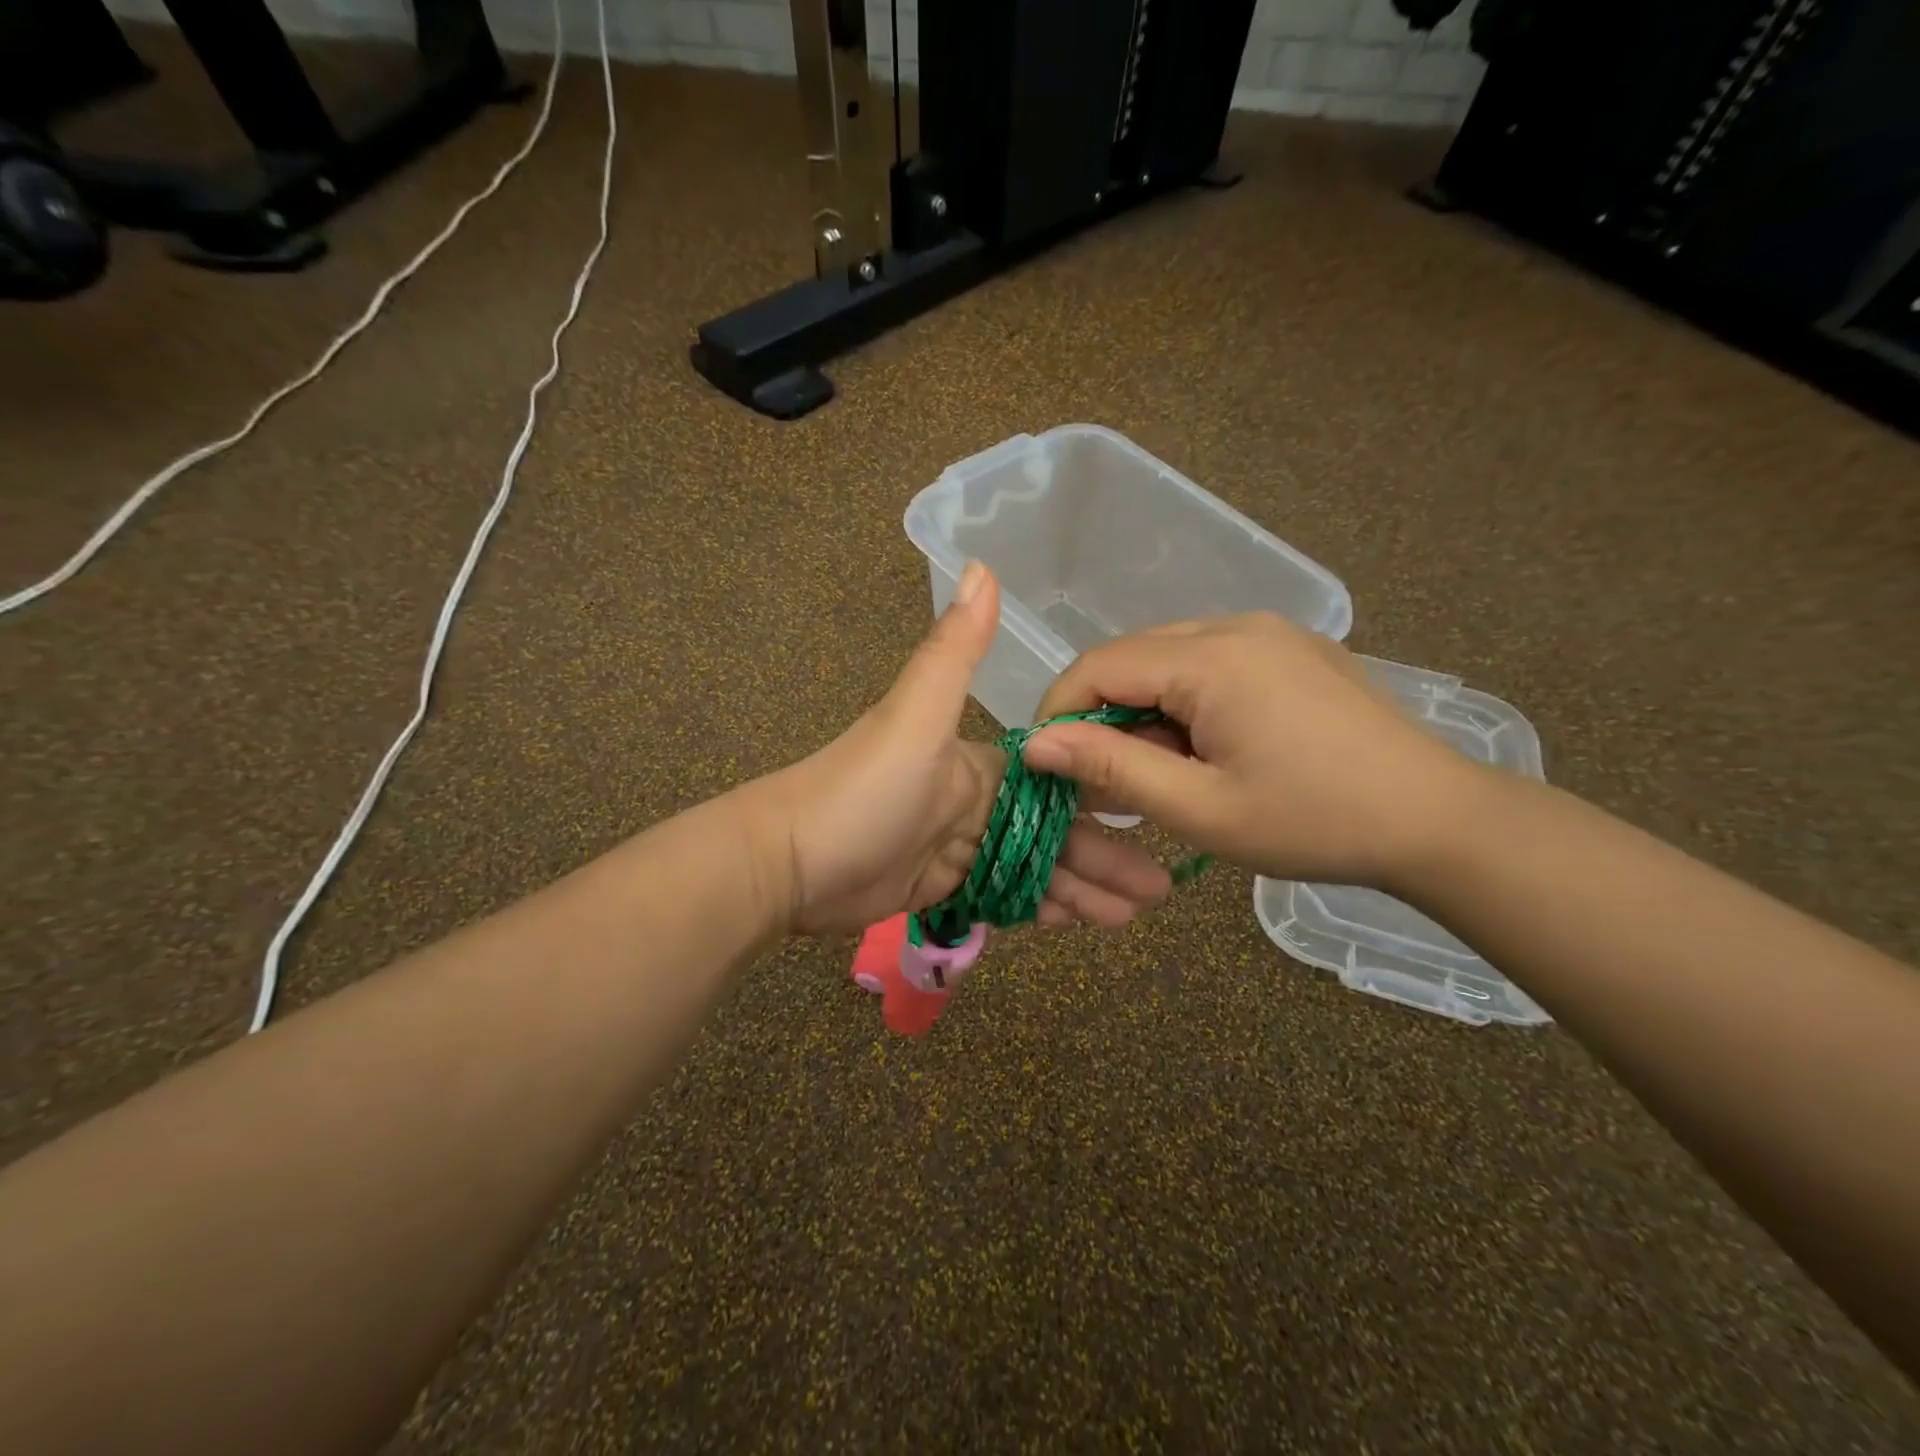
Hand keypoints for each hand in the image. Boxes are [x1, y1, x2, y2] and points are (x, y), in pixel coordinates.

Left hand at [744, 564, 1171, 935]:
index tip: (1155, 814)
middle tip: (1159, 889)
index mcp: (980, 761)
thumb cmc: (861, 790)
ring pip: (1035, 867)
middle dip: (1106, 857)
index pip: (1058, 778)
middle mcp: (976, 800)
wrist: (787, 862)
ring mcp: (958, 846)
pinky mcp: (940, 885)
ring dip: (1083, 888)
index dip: (1104, 796)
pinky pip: (1004, 895)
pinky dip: (1041, 906)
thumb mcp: (914, 716)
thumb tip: (981, 564)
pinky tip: (1080, 923)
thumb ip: (954, 651)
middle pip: (1055, 830)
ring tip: (1134, 915)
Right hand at [1022, 613, 1480, 889]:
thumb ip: (1112, 769)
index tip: (1049, 767)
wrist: (1438, 821)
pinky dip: (1184, 703)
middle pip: (1131, 657)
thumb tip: (1037, 744)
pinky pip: (1209, 663)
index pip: (1098, 665)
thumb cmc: (1314, 822)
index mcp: (1213, 658)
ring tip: (1161, 773)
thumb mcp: (1201, 808)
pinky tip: (1205, 749)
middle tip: (1105, 781)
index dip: (1059, 712)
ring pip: (1168, 660)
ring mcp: (1269, 632)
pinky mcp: (1291, 649)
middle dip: (1102, 716)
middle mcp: (1236, 625)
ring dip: (1144, 712)